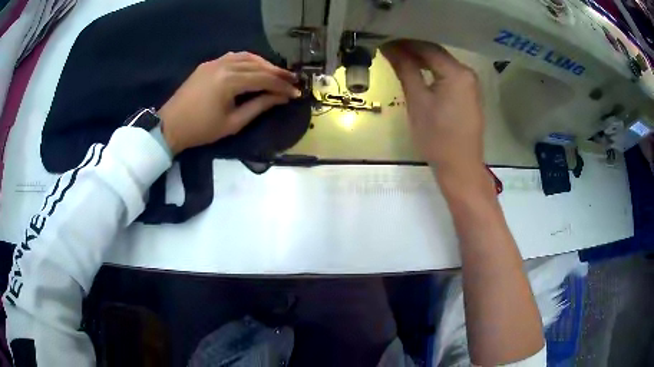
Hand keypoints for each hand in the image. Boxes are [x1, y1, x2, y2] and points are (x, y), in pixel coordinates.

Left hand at [158, 52, 301, 153]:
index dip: (282, 86)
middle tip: (292, 80)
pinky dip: (248, 60)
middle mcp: (224, 65)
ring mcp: (214, 62)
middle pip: (257, 65)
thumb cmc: (201, 130)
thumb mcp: (233, 123)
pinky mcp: (208, 64)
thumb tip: (281, 97)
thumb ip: (259, 106)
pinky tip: (254, 67)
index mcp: (229, 81)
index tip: (296, 92)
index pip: (263, 78)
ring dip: (264, 63)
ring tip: (276, 73)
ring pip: (246, 57)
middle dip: (277, 72)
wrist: (170, 126)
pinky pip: (233, 57)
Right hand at [381, 40, 484, 177]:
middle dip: (413, 50)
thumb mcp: (417, 100)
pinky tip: (418, 73)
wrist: (460, 167)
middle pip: (437, 54)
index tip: (384, 42)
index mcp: (457, 73)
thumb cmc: (437, 137)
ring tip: (399, 60)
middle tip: (388, 51)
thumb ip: (405, 69)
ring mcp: (471, 85)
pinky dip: (432, 72)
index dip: (404, 43)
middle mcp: (468, 73)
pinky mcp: (469, 95)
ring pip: (442, 64)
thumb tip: (389, 48)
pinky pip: (449, 76)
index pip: (427, 48)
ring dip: (422, 61)